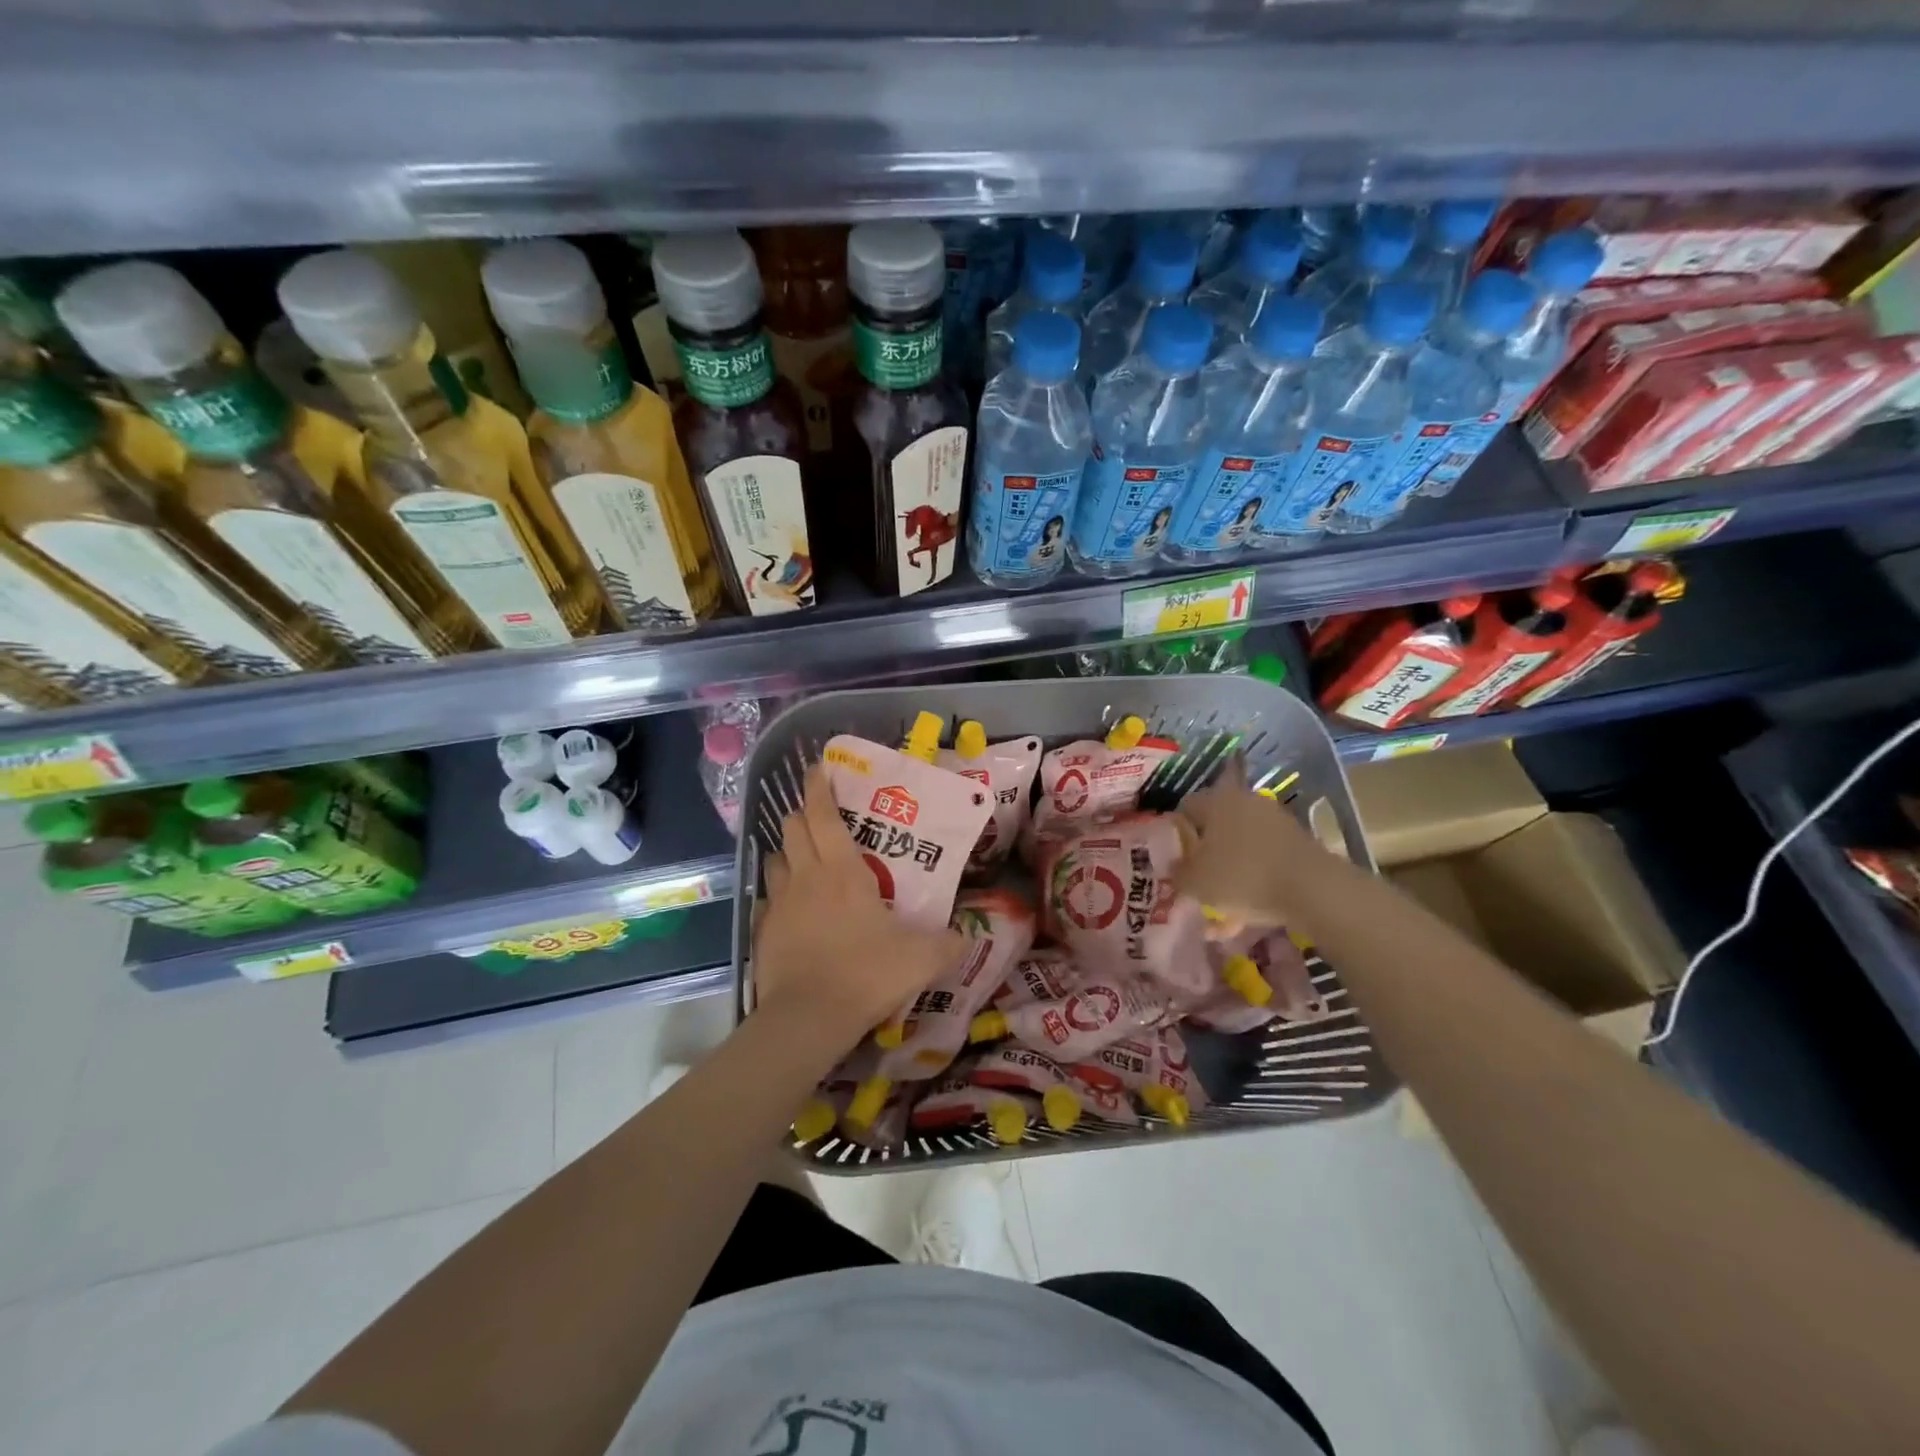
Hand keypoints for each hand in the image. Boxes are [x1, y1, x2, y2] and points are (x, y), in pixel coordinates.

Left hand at [753, 764, 965, 1049]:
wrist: (808, 1018)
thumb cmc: (866, 974)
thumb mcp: (921, 959)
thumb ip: (948, 943)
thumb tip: (967, 935)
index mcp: (843, 870)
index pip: (823, 814)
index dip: (818, 787)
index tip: (817, 768)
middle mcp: (806, 876)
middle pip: (792, 827)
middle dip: (802, 814)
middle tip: (819, 818)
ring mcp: (779, 902)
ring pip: (775, 859)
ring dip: (787, 852)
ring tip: (804, 860)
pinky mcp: (762, 929)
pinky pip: (767, 898)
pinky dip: (778, 894)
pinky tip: (791, 909)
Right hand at [1173, 755, 1338, 928]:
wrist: (1313, 890)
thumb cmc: (1242, 876)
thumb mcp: (1195, 882)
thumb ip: (1177, 874)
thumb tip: (1175, 868)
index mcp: (1216, 800)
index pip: (1185, 809)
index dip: (1174, 835)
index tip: (1172, 861)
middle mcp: (1245, 802)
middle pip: (1215, 830)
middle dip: (1204, 859)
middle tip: (1195, 885)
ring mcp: (1275, 822)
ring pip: (1240, 850)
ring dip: (1229, 876)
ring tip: (1220, 914)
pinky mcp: (1297, 844)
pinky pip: (1264, 863)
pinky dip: (1254, 884)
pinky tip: (1246, 917)